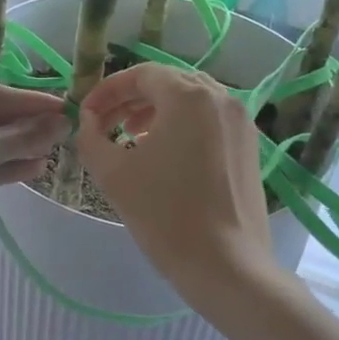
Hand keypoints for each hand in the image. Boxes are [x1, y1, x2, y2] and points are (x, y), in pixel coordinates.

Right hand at [75, 64, 282, 307]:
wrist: (226, 266)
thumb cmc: (164, 215)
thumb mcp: (113, 173)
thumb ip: (91, 138)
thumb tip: (88, 121)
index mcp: (190, 97)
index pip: (142, 74)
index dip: (109, 90)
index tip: (88, 113)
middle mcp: (222, 99)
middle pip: (170, 83)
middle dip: (132, 99)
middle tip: (106, 124)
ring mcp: (242, 123)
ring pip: (192, 102)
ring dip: (158, 112)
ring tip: (132, 137)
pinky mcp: (250, 148)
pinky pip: (211, 122)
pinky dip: (184, 127)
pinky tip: (166, 156)